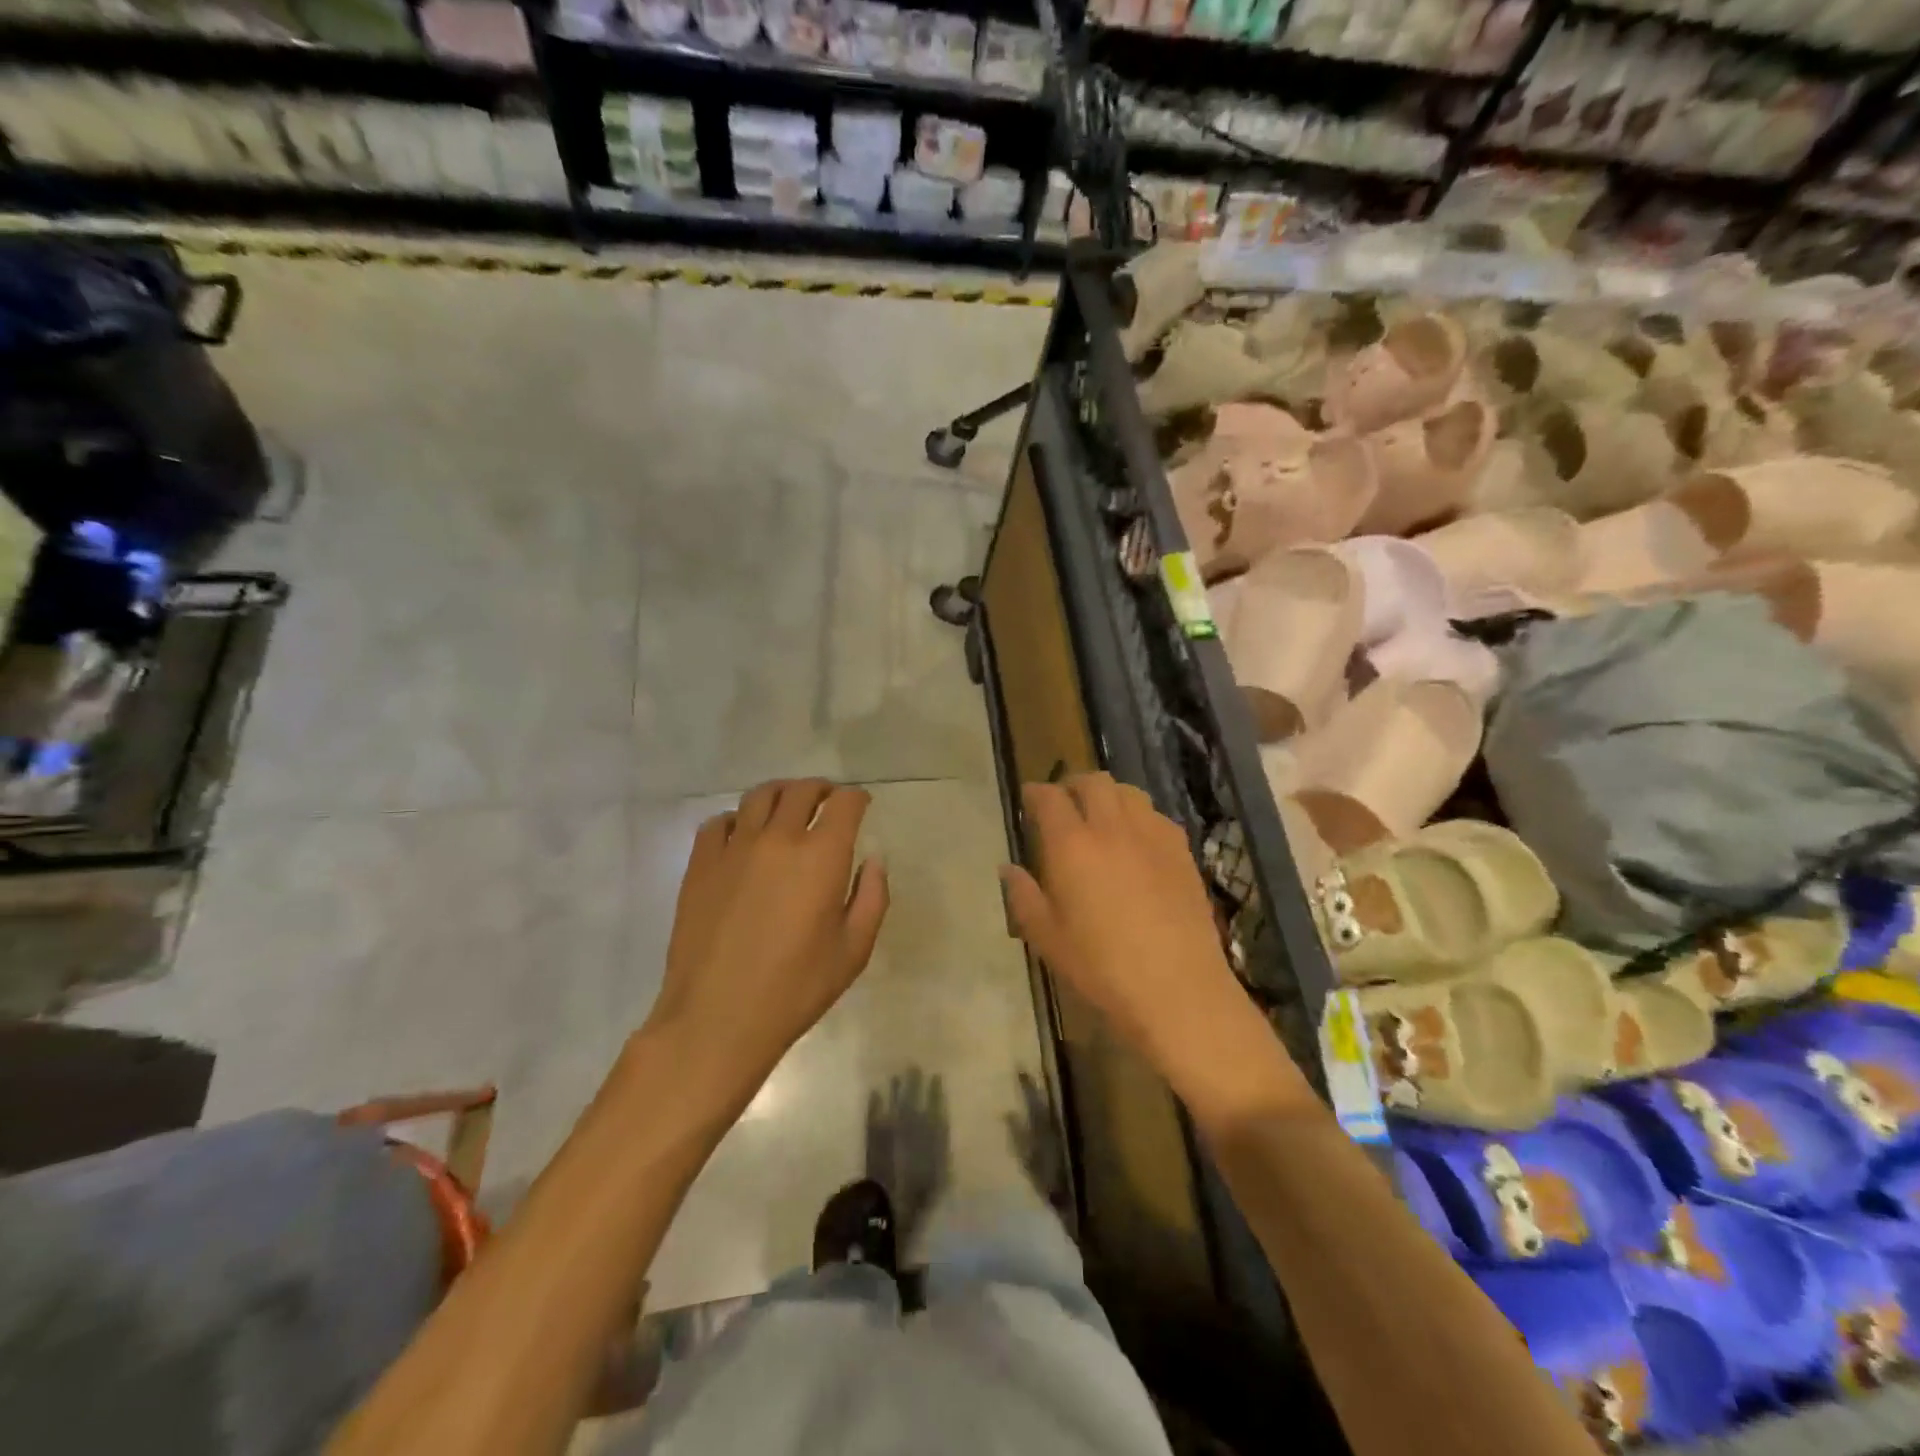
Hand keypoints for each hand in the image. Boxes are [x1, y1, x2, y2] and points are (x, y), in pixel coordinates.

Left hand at [647, 779, 888, 1096]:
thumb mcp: (854, 950)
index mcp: (821, 856)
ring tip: (787, 807)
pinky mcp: (700, 864)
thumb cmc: (796, 988)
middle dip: (821, 789)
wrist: (718, 1017)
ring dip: (781, 794)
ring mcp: (734, 848)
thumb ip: (871, 897)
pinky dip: (738, 819)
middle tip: (828, 801)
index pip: (843, 803)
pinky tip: (743, 836)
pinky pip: (719, 822)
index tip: (861, 805)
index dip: (856, 798)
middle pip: (801, 790)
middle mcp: (778, 839)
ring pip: (759, 796)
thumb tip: (873, 861)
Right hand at [999, 774, 1309, 1126]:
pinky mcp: (1182, 851)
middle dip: (1072, 785)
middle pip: (1093, 781)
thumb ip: (1023, 897)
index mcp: (1072, 845)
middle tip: (1063, 805)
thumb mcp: (1047, 939)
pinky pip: (1155, 816)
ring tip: (1099, 817)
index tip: (1028, 800)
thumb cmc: (1102, 969)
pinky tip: (1135, 843)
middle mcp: (1112, 828)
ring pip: (1128, 792)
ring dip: (1107, 795)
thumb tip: (1008, 868)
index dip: (1035, 793)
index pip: (1049, 797)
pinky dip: (1138, 816)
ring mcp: (1152, 836)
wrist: (1178, 989)